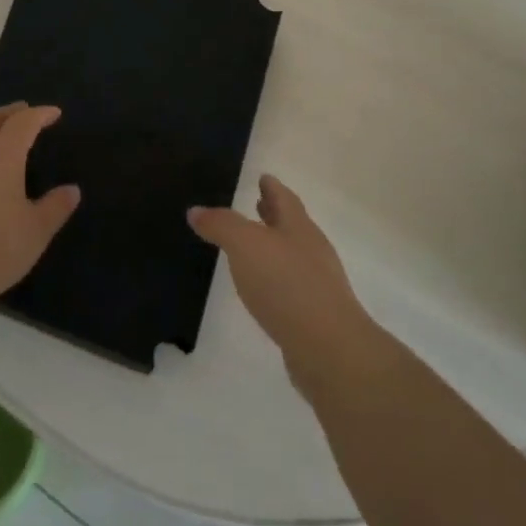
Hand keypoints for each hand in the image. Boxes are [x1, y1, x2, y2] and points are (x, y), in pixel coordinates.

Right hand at [190, 176, 380, 386]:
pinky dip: (277, 278)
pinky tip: (264, 288)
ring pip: (293, 254)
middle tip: (259, 204)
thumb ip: (221, 225)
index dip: (272, 187)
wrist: (329, 348)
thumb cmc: (286, 284)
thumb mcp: (245, 245)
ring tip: (254, 246)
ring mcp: (318, 283)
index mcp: (298, 227)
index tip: (263, 177)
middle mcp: (312, 250)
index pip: (284, 199)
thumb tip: (196, 210)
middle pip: (292, 225)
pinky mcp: (316, 314)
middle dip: (274, 214)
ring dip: (275, 246)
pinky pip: (292, 285)